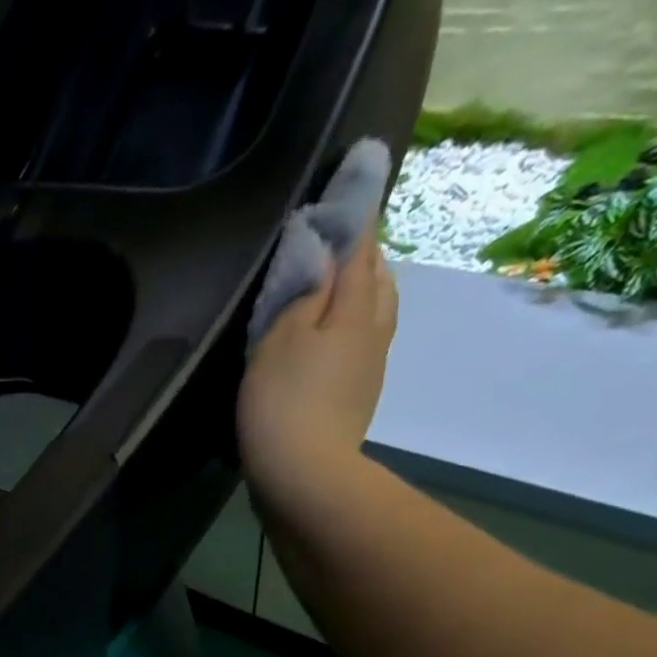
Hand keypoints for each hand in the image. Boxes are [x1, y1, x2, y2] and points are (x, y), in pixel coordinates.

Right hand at [238, 232, 397, 501]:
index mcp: (355, 308)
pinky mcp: (358, 399)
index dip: (354, 212)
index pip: (360, 246)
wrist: (305, 479)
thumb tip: (322, 249)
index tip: (355, 176)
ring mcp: (370, 368)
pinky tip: (333, 336)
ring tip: (339, 284)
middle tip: (341, 237)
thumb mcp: (280, 338)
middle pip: (376, 277)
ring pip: (375, 311)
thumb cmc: (285, 403)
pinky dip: (353, 326)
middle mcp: (373, 330)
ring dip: (362, 290)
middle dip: (362, 252)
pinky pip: (363, 344)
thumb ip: (303, 290)